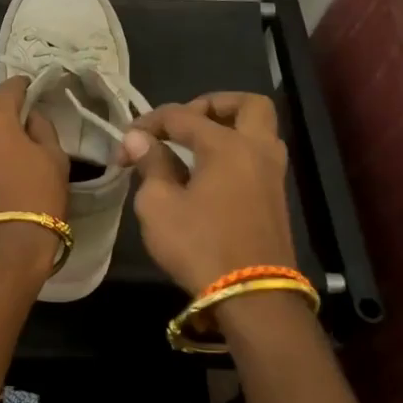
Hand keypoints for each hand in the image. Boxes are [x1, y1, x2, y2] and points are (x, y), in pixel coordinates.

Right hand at [119, 91, 296, 295]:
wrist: (251, 297)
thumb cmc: (199, 245)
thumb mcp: (158, 204)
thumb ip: (151, 164)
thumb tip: (139, 139)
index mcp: (227, 145)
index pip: (182, 115)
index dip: (149, 123)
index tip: (126, 143)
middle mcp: (257, 150)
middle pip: (247, 105)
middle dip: (213, 105)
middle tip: (184, 123)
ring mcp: (273, 175)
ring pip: (259, 131)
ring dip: (228, 128)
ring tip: (193, 147)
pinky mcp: (276, 199)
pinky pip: (257, 156)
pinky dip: (235, 152)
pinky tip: (207, 173)